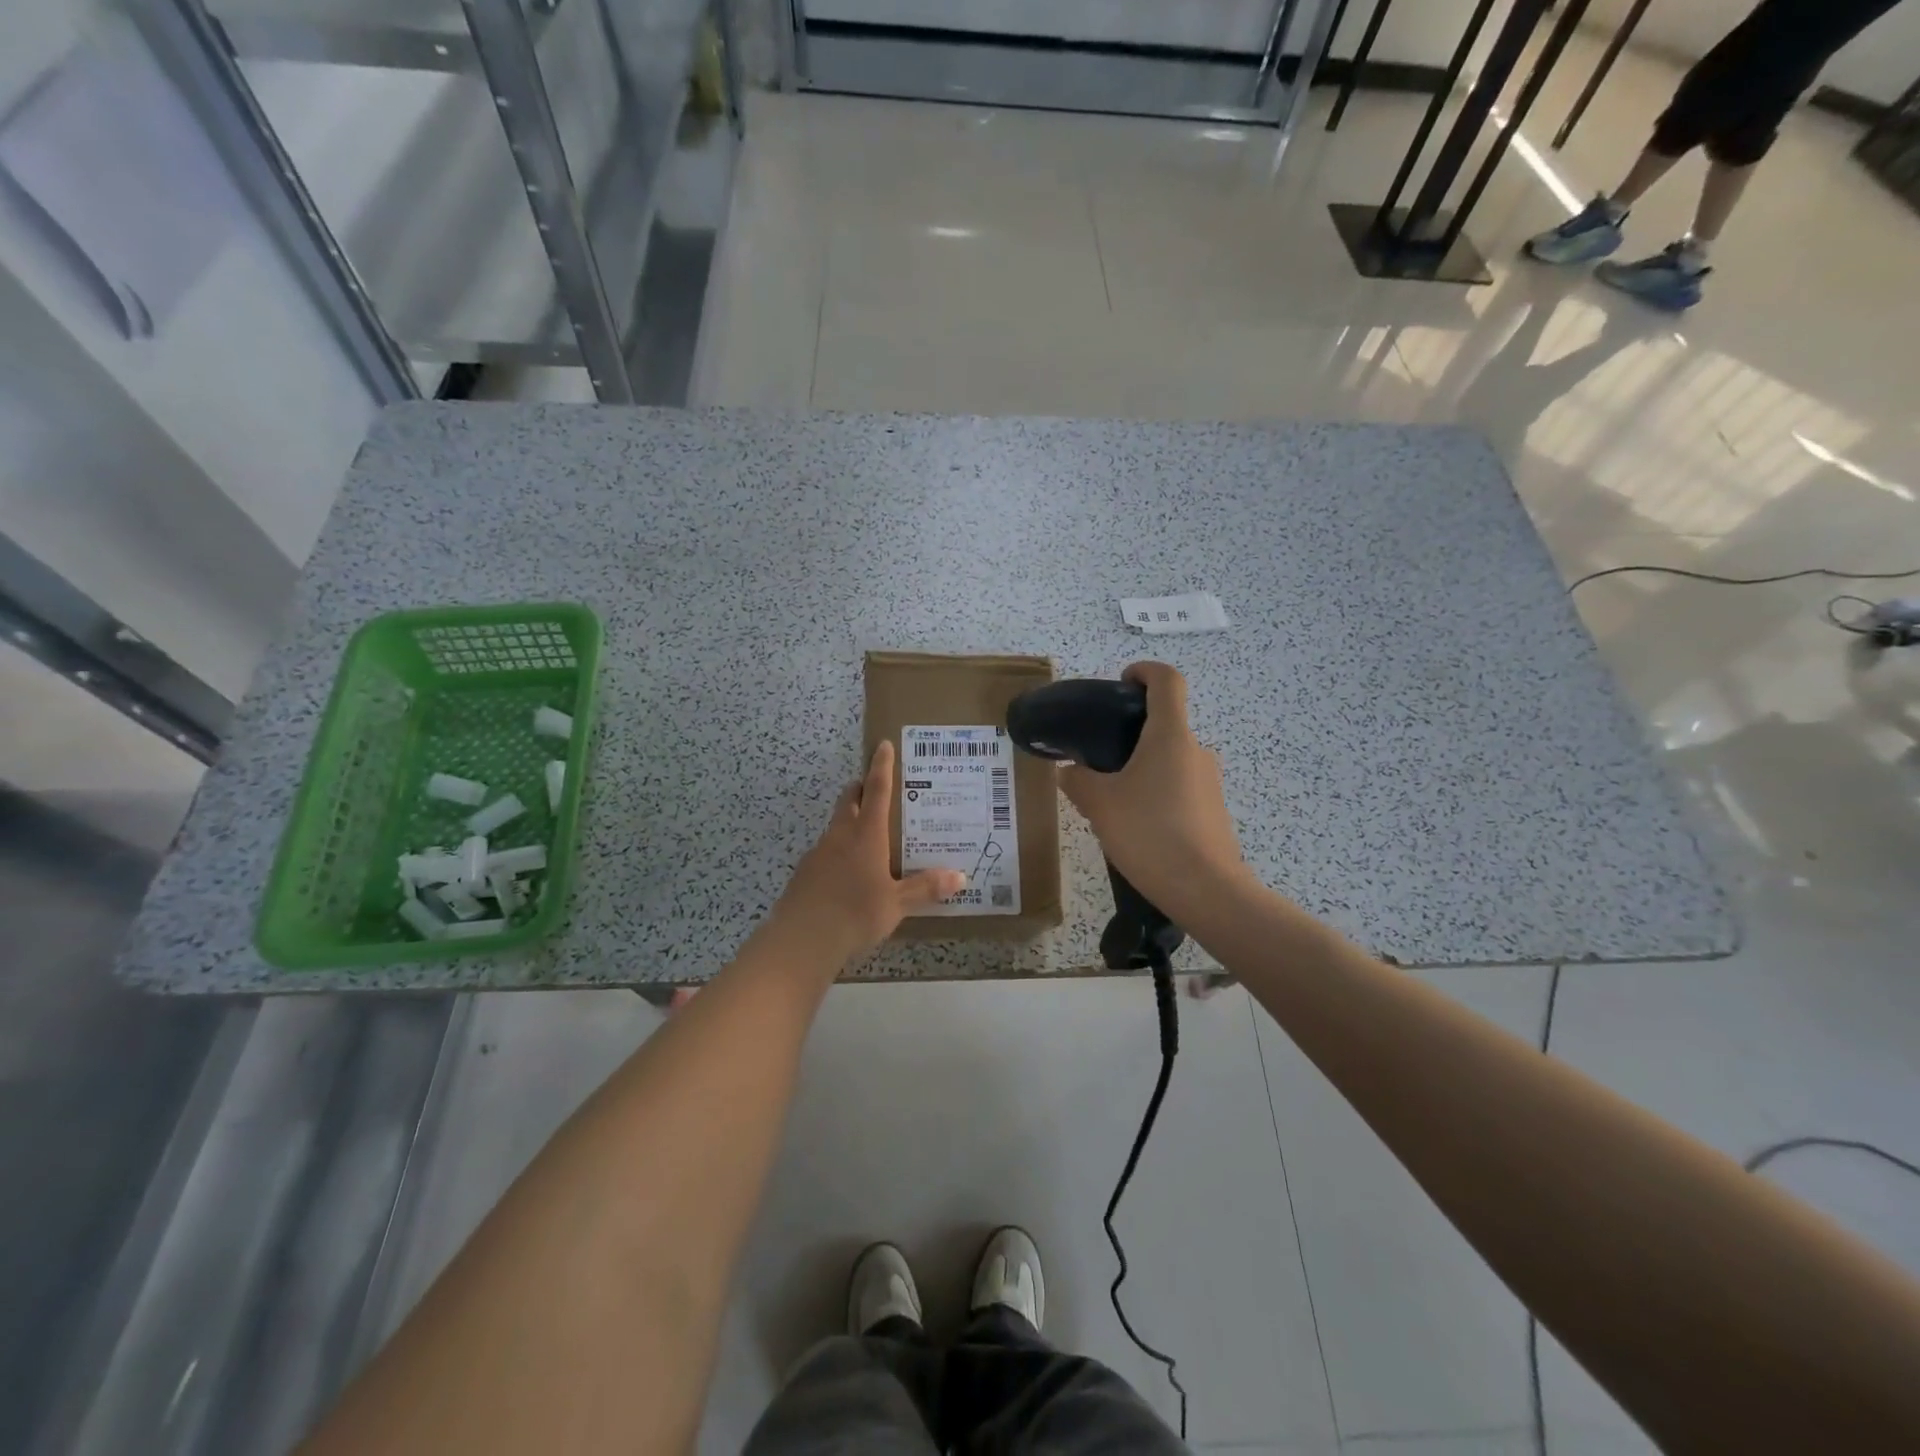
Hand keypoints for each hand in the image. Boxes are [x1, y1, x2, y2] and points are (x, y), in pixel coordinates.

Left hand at [772, 741, 965, 963]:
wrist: (801, 939)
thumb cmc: (855, 914)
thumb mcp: (896, 904)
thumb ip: (926, 888)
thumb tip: (960, 877)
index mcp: (866, 835)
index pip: (877, 790)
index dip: (881, 766)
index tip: (882, 745)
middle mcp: (841, 835)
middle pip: (850, 800)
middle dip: (861, 789)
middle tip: (876, 789)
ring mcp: (819, 853)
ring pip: (836, 826)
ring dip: (850, 821)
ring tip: (869, 836)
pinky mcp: (805, 872)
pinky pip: (826, 851)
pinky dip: (839, 850)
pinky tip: (848, 873)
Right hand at [1058, 662, 1248, 915]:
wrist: (1206, 890)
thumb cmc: (1150, 833)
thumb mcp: (1100, 805)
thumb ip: (1078, 782)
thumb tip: (1069, 773)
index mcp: (1170, 736)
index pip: (1167, 681)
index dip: (1144, 671)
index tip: (1122, 683)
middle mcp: (1195, 750)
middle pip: (1165, 723)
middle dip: (1131, 733)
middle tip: (1098, 757)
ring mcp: (1209, 782)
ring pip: (1170, 760)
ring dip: (1142, 767)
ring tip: (1111, 799)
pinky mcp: (1213, 810)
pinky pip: (1179, 787)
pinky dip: (1156, 793)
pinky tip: (1136, 826)